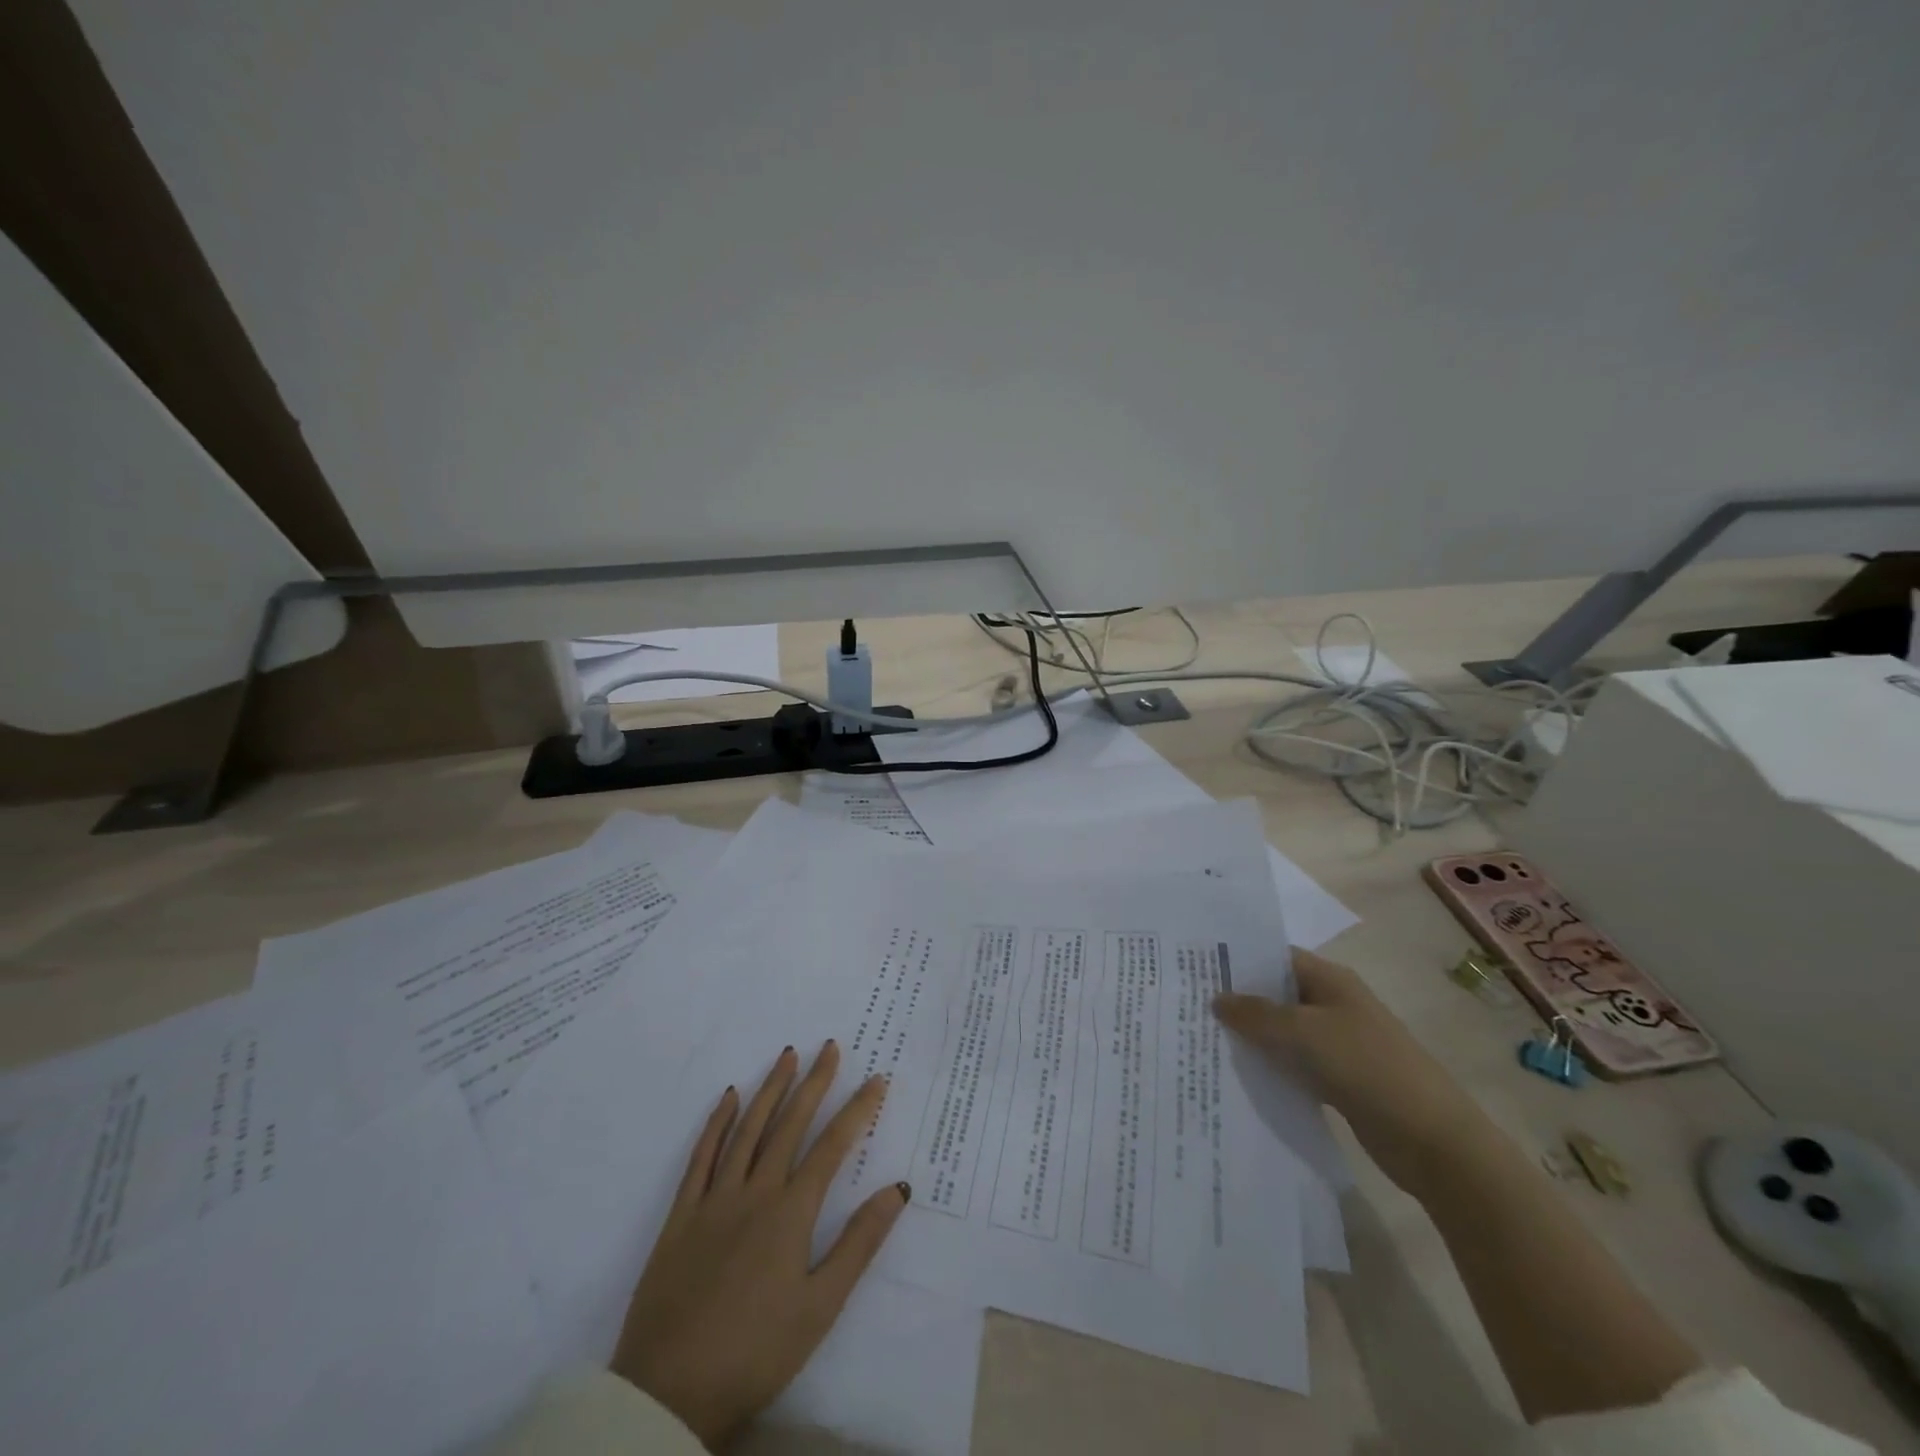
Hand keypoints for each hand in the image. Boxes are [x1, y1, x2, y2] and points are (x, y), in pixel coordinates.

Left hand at [611, 1042, 908, 1447]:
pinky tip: (728, 1097)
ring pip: (747, 1129)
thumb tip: (898, 1188)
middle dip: (814, 1083)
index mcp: (791, 1213)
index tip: (876, 1079)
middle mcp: (755, 1191)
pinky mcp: (681, 1215)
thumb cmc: (756, 1352)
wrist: (669, 1392)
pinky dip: (717, 1123)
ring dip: (770, 1089)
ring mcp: (714, 1199)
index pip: (832, 1147)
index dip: (857, 1110)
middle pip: (790, 1125)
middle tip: (830, 1047)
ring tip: (787, 1056)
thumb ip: (859, 1243)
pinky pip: (701, 1156)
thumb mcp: (821, 1306)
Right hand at [1214, 950, 1482, 1195]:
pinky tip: (1237, 1074)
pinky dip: (1270, 1066)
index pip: (1275, 957)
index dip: (1238, 960)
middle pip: (1276, 993)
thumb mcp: (1303, 1032)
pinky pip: (1293, 1063)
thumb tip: (1217, 999)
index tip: (1195, 968)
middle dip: (1238, 999)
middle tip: (1187, 1004)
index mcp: (1330, 980)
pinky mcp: (1339, 1079)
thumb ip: (1256, 1014)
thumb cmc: (1366, 1067)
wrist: (1433, 1140)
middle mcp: (1333, 1004)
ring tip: (1202, 1038)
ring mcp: (1337, 1043)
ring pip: (1282, 1031)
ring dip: (1251, 1036)